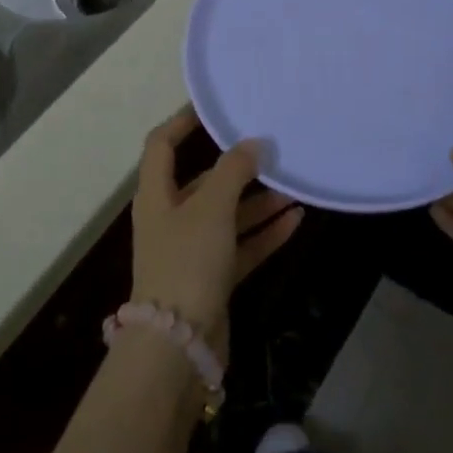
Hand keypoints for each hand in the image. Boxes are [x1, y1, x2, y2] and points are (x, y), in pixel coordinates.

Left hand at [130, 108, 303, 347]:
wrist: (178, 345)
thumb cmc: (187, 262)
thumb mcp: (211, 207)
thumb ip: (233, 170)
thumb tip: (252, 143)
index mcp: (156, 196)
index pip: (161, 146)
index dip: (182, 121)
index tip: (214, 107)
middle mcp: (171, 219)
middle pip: (204, 183)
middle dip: (238, 168)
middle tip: (273, 150)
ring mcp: (191, 251)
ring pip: (228, 216)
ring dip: (259, 202)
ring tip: (295, 187)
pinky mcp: (211, 279)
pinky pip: (242, 247)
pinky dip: (265, 234)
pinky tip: (296, 221)